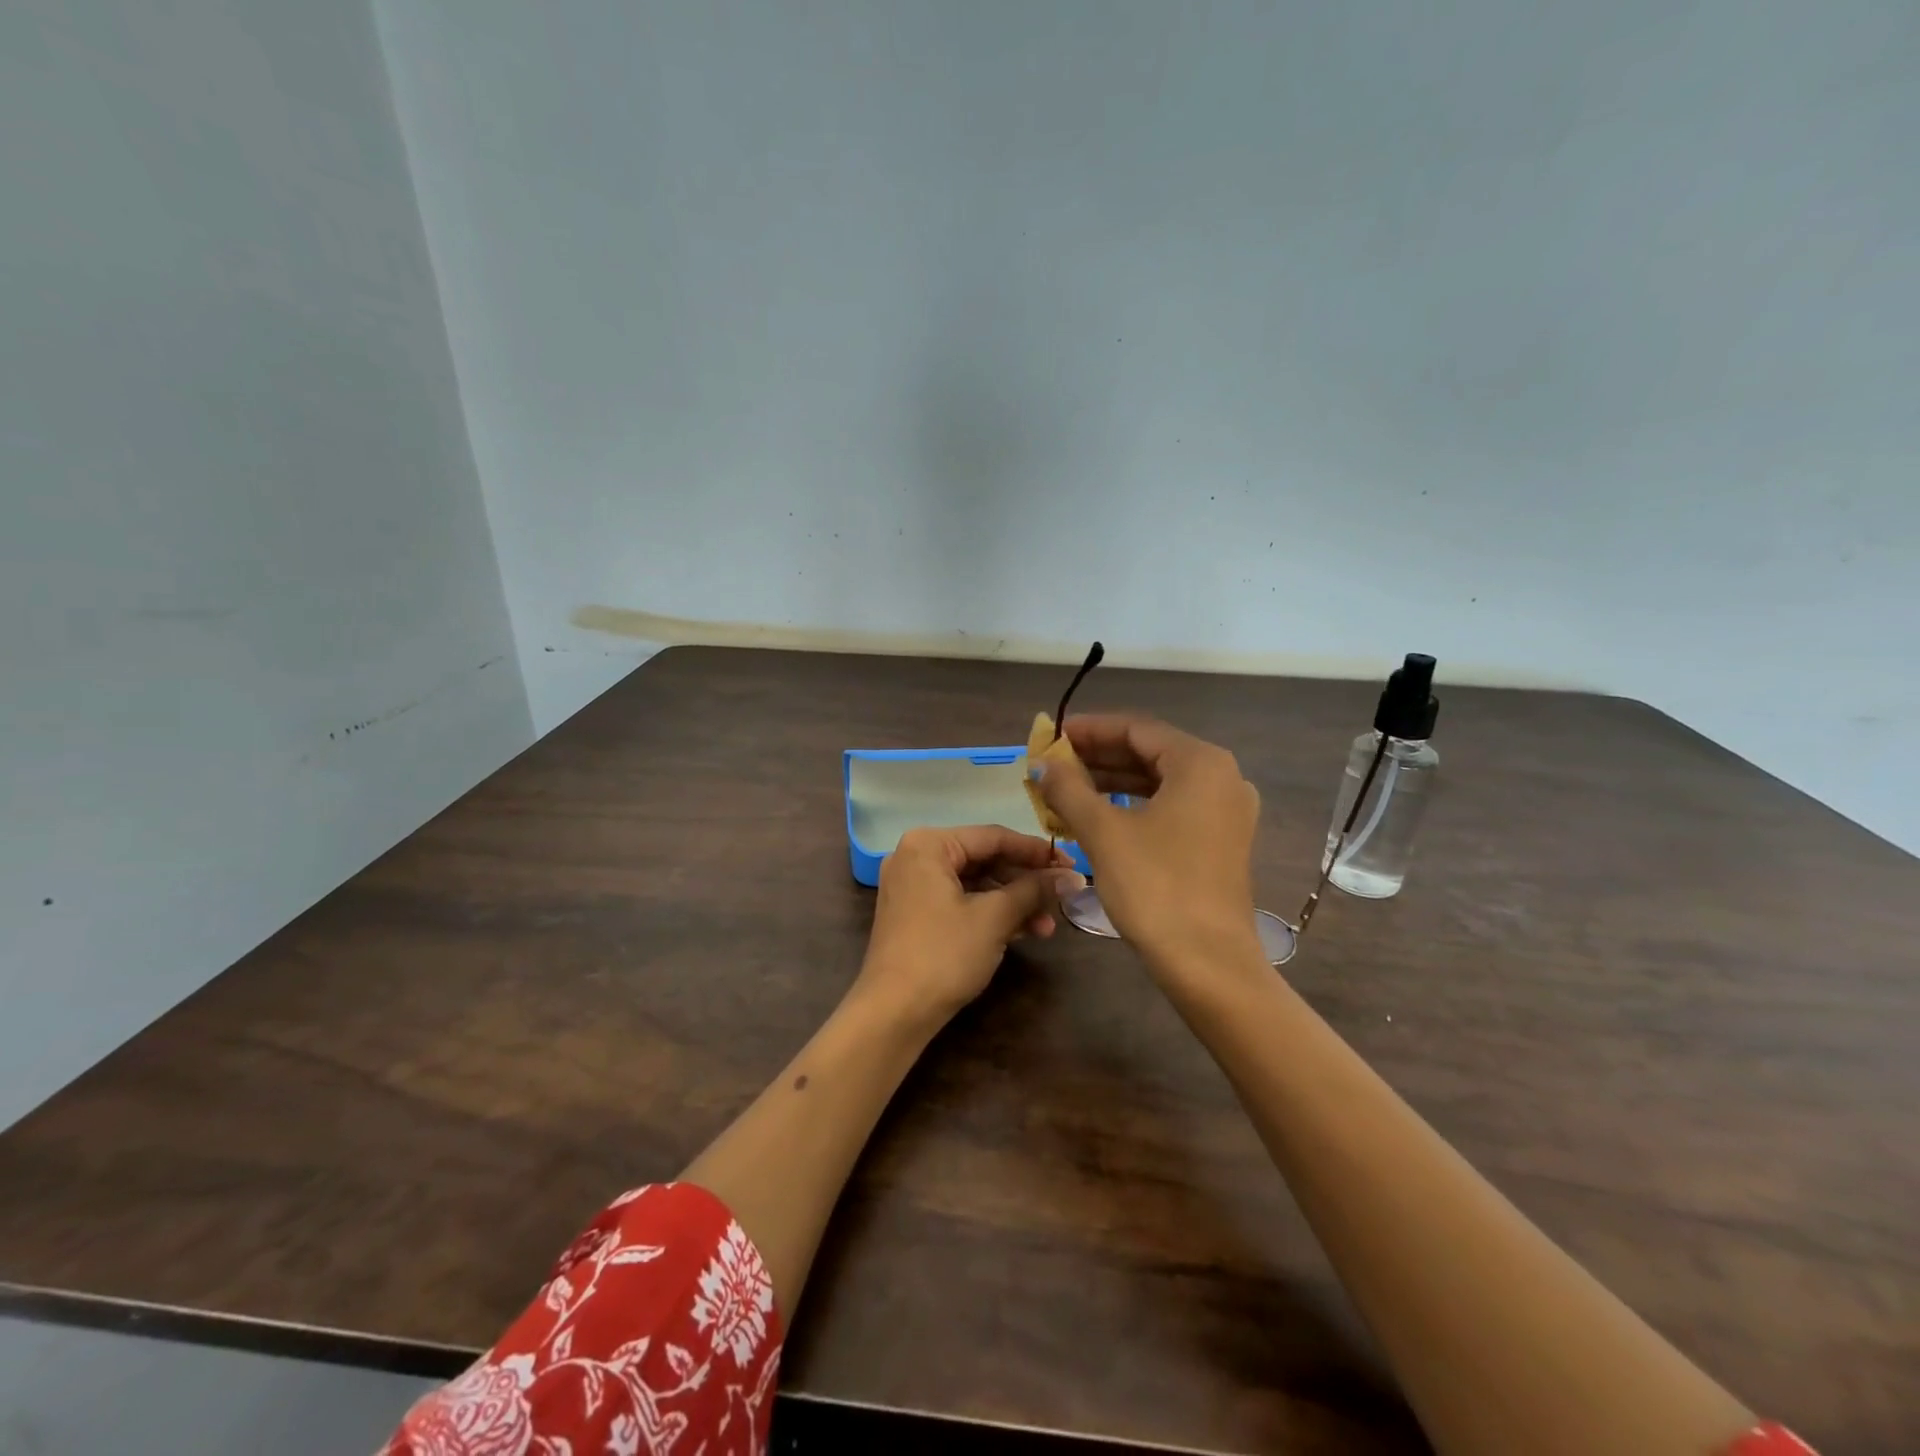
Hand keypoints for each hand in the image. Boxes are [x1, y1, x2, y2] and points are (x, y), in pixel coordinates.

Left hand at [858, 825, 1084, 1026]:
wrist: (893, 1013)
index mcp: (928, 845)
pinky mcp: (916, 915)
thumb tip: (1073, 877)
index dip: (1036, 852)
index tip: (1071, 865)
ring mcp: (913, 887)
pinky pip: (961, 902)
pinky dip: (991, 914)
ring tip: (1048, 926)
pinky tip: (1024, 932)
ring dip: (1013, 902)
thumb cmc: (943, 954)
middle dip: (1025, 882)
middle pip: (984, 859)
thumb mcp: (994, 918)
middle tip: (1063, 896)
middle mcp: (916, 857)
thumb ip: (1034, 890)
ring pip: (975, 884)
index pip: (993, 837)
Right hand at [1030, 715, 1260, 970]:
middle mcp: (1221, 778)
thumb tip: (1042, 764)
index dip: (1090, 730)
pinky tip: (1099, 814)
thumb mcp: (1103, 832)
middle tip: (1054, 763)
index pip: (1137, 728)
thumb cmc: (1155, 887)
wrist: (1208, 962)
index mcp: (1201, 763)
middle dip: (1098, 756)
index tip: (1053, 735)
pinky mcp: (1221, 840)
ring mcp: (1225, 811)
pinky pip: (1171, 807)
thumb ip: (1068, 789)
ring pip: (1160, 782)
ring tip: (1067, 787)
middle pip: (1150, 752)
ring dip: (1112, 781)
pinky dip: (1134, 805)